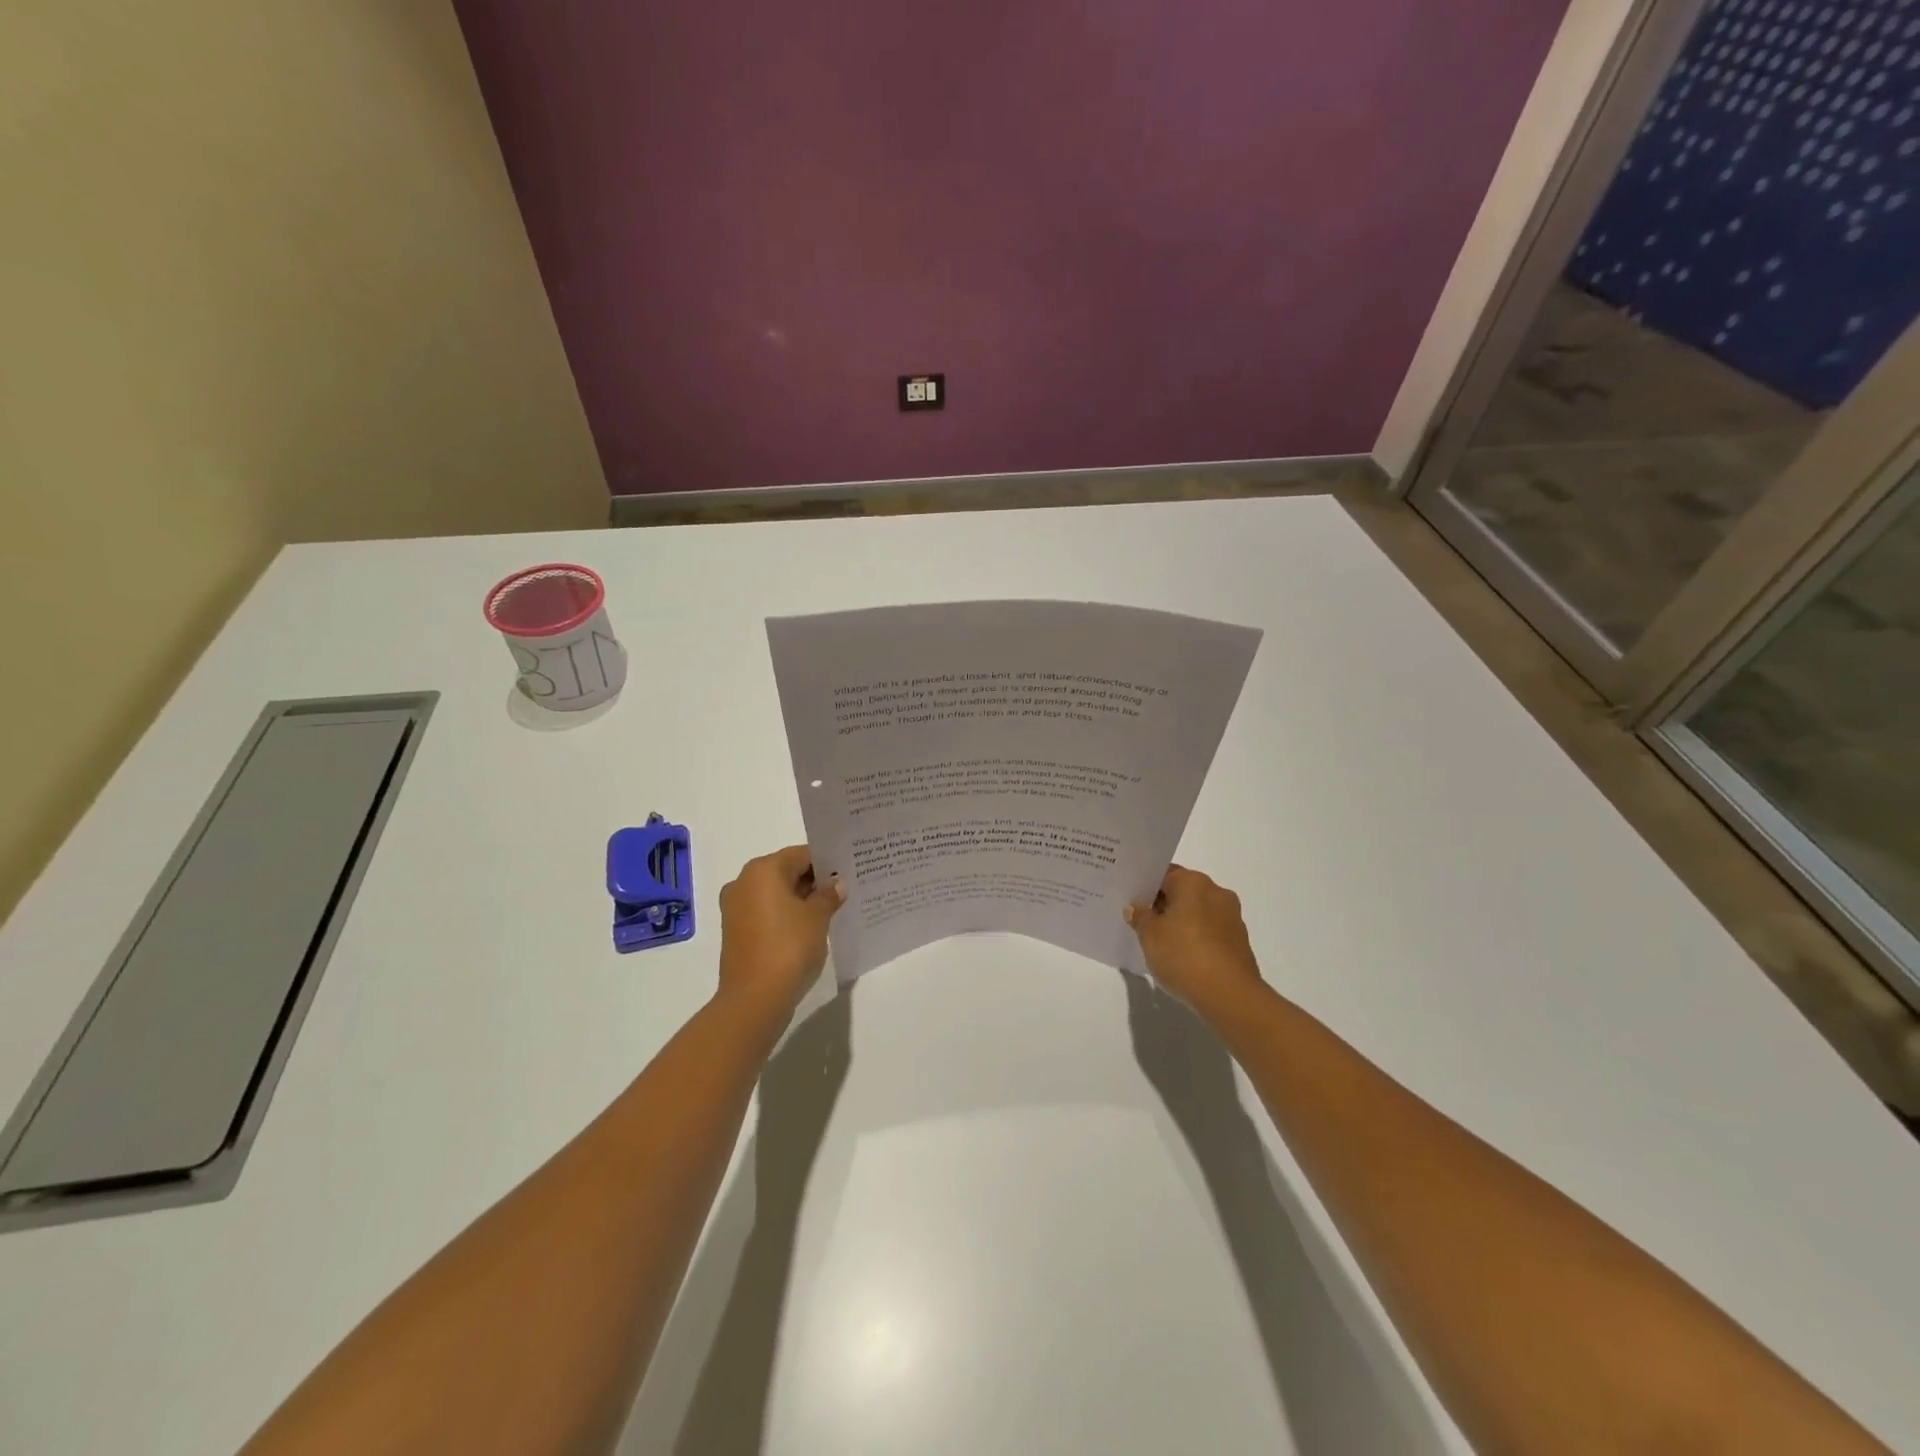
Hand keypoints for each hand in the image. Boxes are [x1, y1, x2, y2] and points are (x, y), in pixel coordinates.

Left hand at [717, 845, 844, 1021]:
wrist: (754, 999)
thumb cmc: (789, 947)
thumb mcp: (818, 917)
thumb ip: (829, 895)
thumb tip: (837, 885)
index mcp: (762, 870)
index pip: (801, 854)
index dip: (826, 862)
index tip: (847, 872)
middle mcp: (743, 883)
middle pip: (785, 872)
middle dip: (813, 881)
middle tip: (843, 890)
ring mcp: (735, 908)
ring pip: (775, 894)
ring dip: (800, 900)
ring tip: (830, 910)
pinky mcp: (735, 932)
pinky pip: (766, 913)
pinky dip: (785, 916)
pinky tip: (808, 928)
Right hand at [1125, 864, 1264, 1019]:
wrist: (1229, 995)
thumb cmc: (1183, 956)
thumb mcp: (1149, 936)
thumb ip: (1140, 917)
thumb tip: (1136, 908)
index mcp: (1193, 882)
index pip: (1164, 874)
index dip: (1146, 886)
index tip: (1132, 900)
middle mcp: (1216, 892)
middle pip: (1183, 891)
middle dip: (1163, 904)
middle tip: (1141, 920)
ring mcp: (1231, 916)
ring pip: (1198, 911)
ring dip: (1181, 921)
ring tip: (1160, 941)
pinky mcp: (1239, 940)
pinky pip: (1210, 930)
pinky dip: (1196, 937)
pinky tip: (1182, 955)